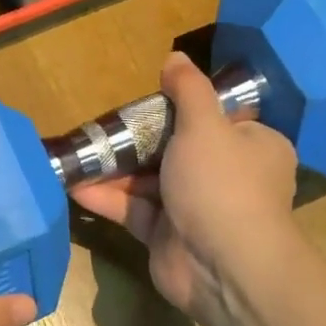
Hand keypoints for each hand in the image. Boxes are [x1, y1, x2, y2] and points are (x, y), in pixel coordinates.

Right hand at [70, 53, 301, 323]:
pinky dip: (108, 198)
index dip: (182, 108)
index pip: (217, 119)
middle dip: (136, 139)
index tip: (149, 100)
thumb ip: (188, 90)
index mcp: (251, 146)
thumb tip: (175, 58)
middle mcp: (226, 176)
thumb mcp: (206, 125)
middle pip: (175, 148)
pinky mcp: (167, 235)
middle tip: (102, 127)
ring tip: (79, 154)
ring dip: (115, 168)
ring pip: (149, 180)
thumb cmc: (221, 183)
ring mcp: (195, 208)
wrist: (223, 267)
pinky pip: (134, 209)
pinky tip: (74, 186)